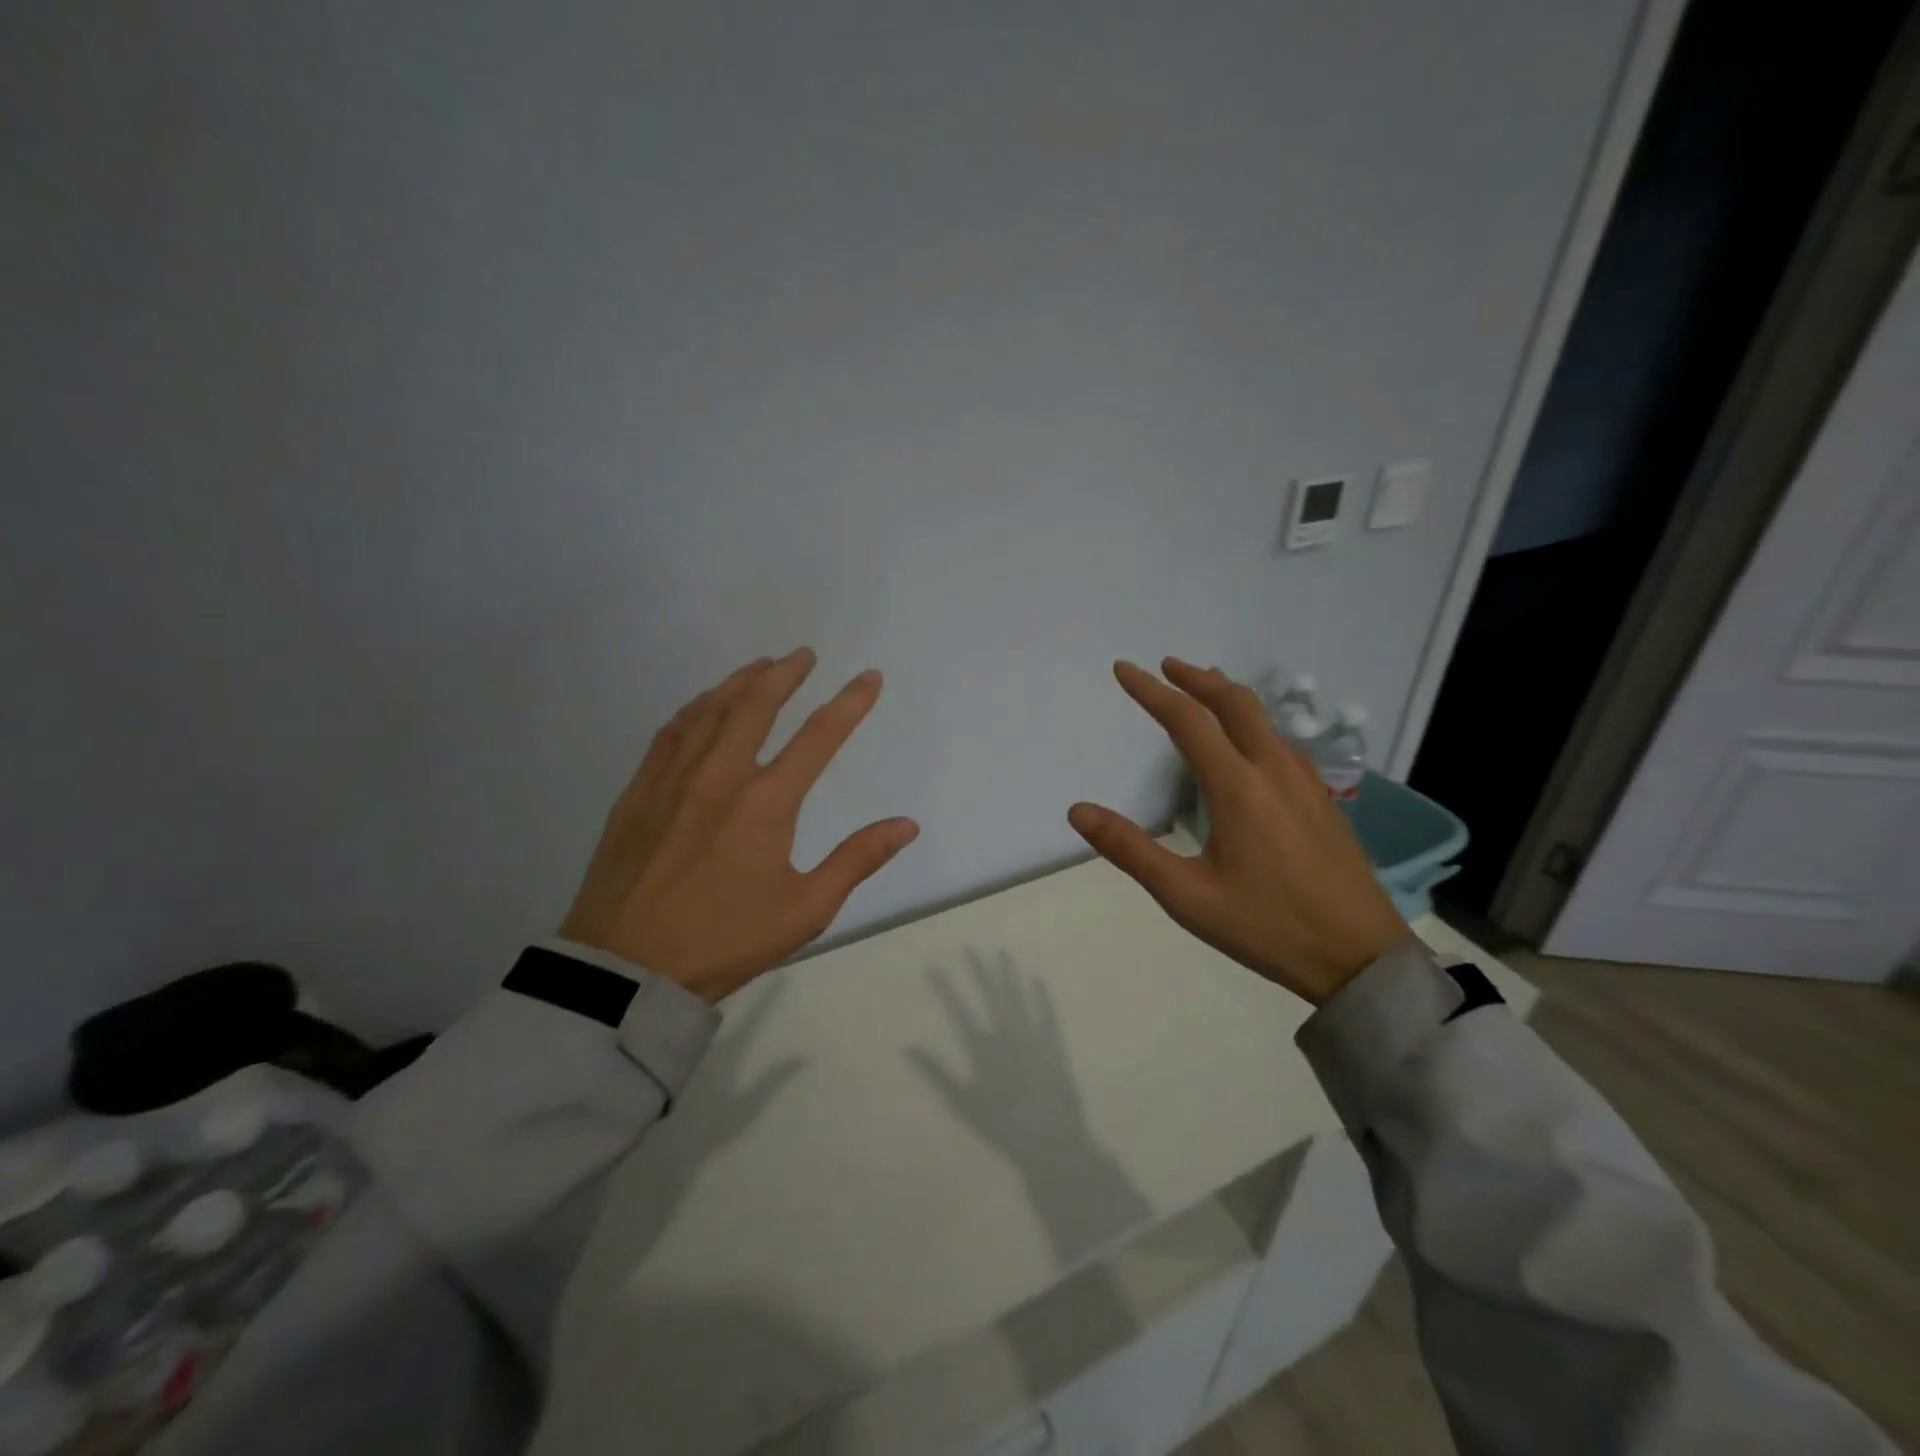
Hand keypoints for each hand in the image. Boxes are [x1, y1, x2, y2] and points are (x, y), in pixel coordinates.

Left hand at [560, 649, 919, 1003]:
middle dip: (785, 674)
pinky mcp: (637, 793)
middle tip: (803, 655)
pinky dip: (696, 708)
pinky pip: (671, 732)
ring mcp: (672, 780)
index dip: (850, 703)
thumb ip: (857, 860)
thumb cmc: (724, 941)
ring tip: (760, 667)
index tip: (869, 677)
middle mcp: (719, 776)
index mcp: (765, 803)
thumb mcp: (805, 910)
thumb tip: (907, 825)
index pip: (819, 737)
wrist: (626, 970)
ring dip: (739, 682)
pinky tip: (703, 705)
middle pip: (756, 705)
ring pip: (709, 710)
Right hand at [1068, 658, 1409, 1005]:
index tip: (1124, 670)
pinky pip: (1282, 742)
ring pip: (1264, 719)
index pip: (1187, 720)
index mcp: (1237, 787)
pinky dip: (1253, 723)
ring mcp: (1306, 783)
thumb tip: (1078, 810)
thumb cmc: (1266, 926)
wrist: (1360, 957)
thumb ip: (1130, 849)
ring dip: (1227, 697)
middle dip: (1196, 678)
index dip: (1151, 691)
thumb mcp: (1186, 896)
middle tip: (1166, 665)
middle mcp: (1273, 770)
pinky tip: (1249, 745)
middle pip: (1234, 702)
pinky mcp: (1323, 800)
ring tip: (1203, 691)